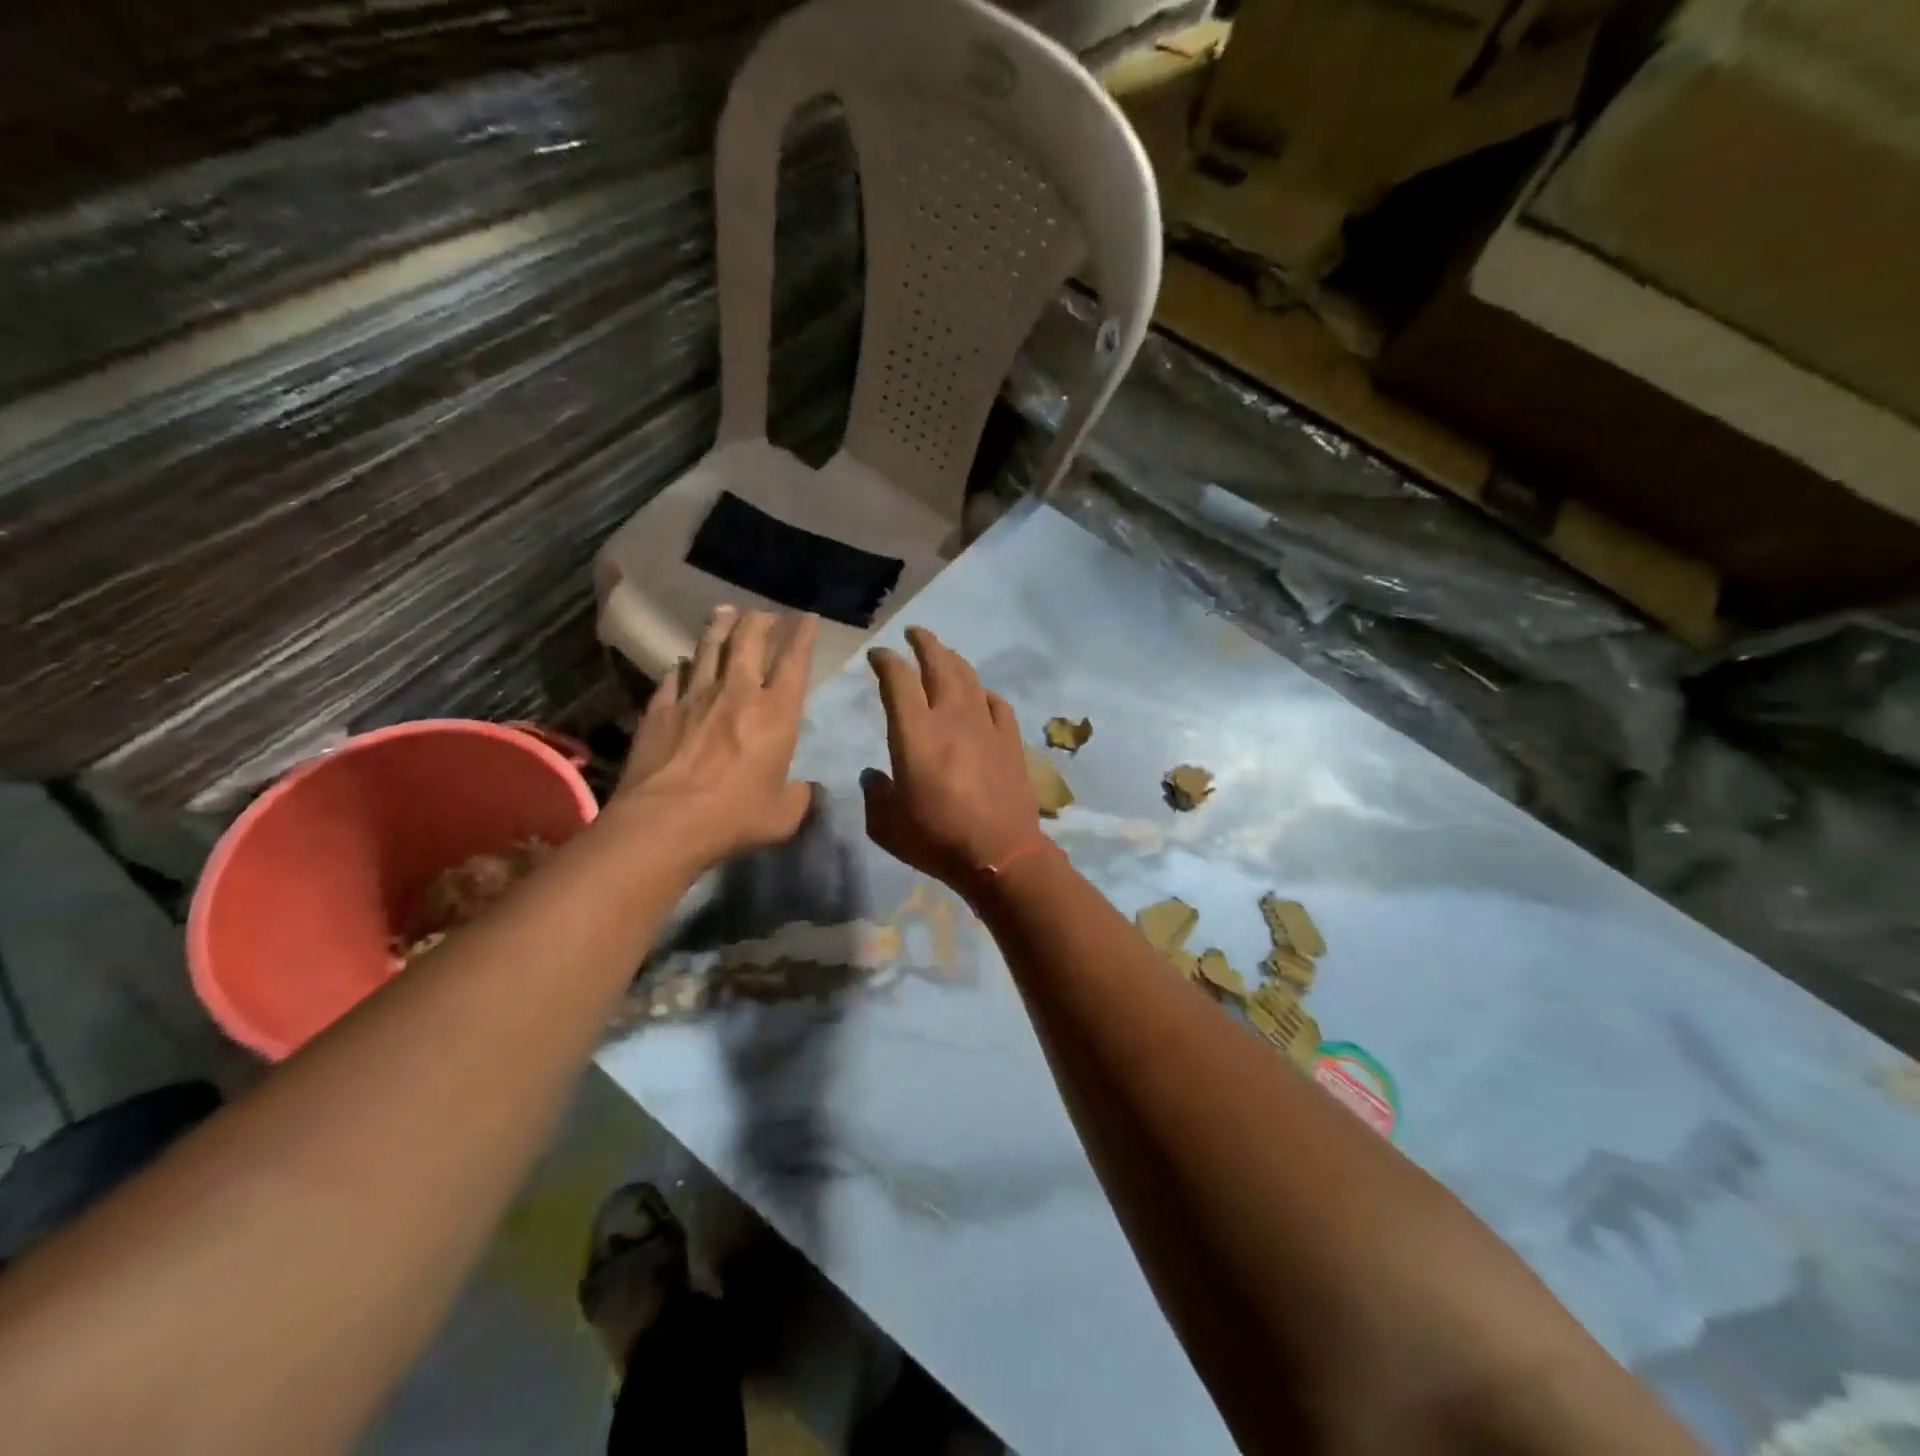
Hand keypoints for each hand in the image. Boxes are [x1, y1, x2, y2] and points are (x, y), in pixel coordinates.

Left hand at [613, 606, 818, 866]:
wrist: (664, 823)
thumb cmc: (734, 818)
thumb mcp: (784, 815)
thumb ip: (800, 796)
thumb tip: (806, 788)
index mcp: (776, 714)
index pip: (794, 661)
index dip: (802, 635)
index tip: (807, 617)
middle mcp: (737, 693)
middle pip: (749, 641)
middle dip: (761, 621)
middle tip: (765, 614)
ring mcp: (694, 697)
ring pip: (709, 648)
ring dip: (720, 627)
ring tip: (725, 612)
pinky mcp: (660, 709)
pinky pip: (673, 677)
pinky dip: (681, 666)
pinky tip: (682, 663)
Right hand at [862, 627, 1041, 895]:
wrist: (999, 854)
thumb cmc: (936, 839)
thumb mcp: (886, 825)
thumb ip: (875, 794)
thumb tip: (873, 776)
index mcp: (915, 732)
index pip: (898, 679)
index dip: (886, 661)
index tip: (878, 655)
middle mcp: (951, 717)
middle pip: (939, 664)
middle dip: (924, 642)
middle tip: (914, 634)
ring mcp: (986, 726)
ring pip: (969, 677)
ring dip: (953, 660)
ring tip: (944, 655)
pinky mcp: (1010, 741)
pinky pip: (997, 703)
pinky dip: (984, 693)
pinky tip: (981, 695)